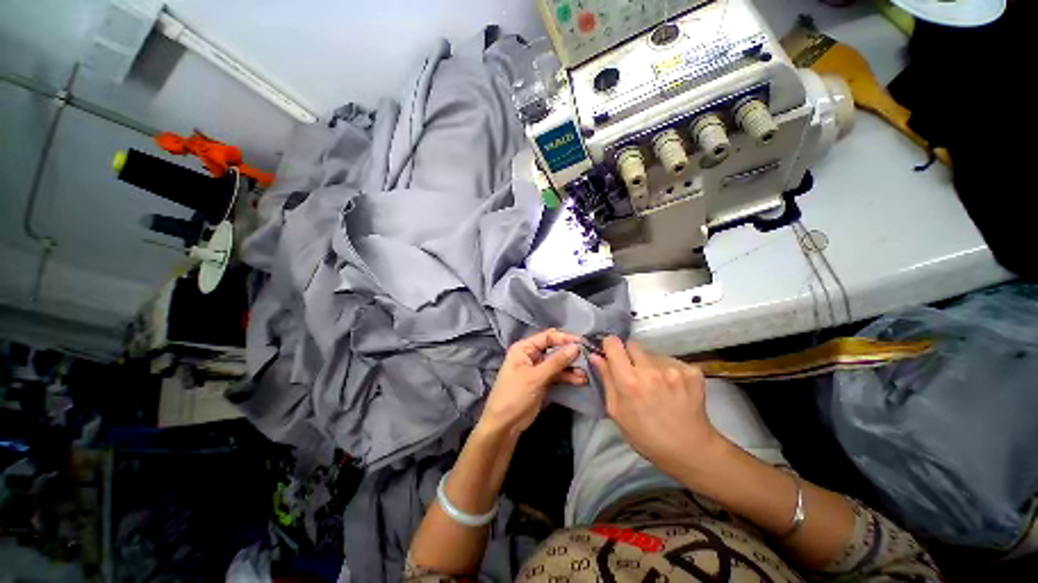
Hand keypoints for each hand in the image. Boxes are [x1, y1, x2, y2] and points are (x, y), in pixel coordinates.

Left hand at [479, 329, 586, 436]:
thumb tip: (576, 347)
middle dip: (570, 353)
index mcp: (524, 348)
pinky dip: (568, 377)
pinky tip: (580, 380)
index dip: (565, 338)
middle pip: (554, 349)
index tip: (582, 342)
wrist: (504, 425)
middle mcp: (531, 355)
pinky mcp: (542, 381)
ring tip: (586, 373)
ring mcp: (537, 369)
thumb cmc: (515, 395)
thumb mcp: (536, 377)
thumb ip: (556, 361)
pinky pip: (557, 374)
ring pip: (558, 363)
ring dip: (571, 367)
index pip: (547, 337)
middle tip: (588, 357)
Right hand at [590, 337, 722, 476]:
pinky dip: (668, 370)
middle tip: (633, 372)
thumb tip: (595, 356)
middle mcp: (651, 369)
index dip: (610, 346)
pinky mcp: (692, 371)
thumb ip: (606, 379)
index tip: (611, 354)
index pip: (613, 343)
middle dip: (629, 354)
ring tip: (656, 385)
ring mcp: (674, 369)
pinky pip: (671, 360)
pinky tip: (672, 387)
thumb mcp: (617, 412)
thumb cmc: (646, 436)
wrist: (690, 450)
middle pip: (632, 344)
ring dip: (650, 364)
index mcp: (629, 381)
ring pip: (652, 353)